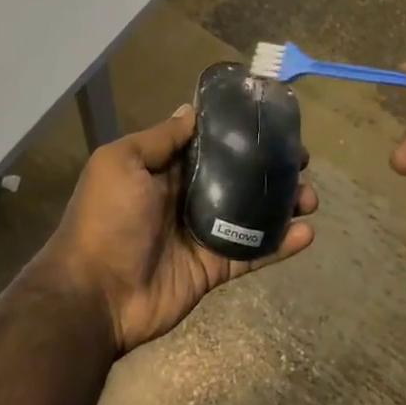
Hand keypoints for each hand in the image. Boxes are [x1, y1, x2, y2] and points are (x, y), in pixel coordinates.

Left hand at [36, 105, 317, 354]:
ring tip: (310, 197)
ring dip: (281, 204)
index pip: (205, 145)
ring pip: (250, 213)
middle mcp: (183, 197)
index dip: (237, 134)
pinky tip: (307, 233)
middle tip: (302, 160)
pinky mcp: (213, 268)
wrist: (95, 294)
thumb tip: (190, 111)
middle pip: (234, 176)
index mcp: (160, 170)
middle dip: (268, 167)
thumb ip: (159, 139)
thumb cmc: (106, 218)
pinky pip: (251, 253)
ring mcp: (200, 234)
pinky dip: (279, 244)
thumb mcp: (121, 163)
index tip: (270, 122)